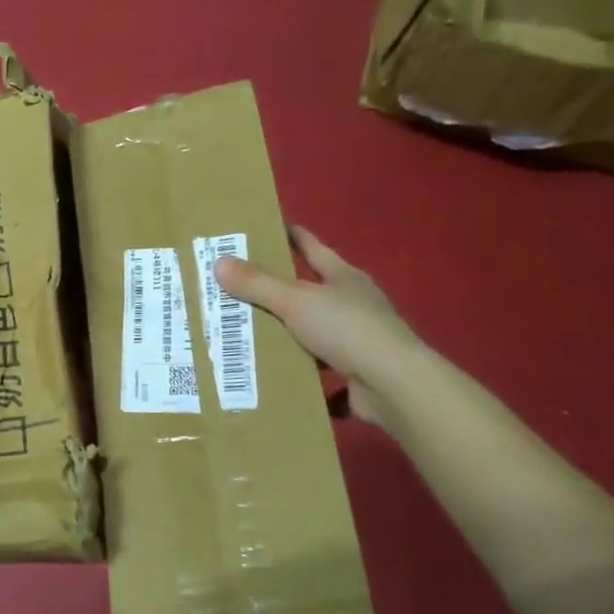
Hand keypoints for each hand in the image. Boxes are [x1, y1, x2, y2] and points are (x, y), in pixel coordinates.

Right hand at [215, 226, 425, 427]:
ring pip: (312, 330)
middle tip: (239, 286)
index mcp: (343, 277)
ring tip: (247, 333)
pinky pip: (318, 367)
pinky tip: (275, 373)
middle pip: (310, 289)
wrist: (394, 385)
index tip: (266, 228)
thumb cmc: (347, 329)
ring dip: (286, 332)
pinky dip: (299, 369)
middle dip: (279, 289)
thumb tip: (219, 262)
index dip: (291, 236)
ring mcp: (357, 339)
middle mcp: (353, 303)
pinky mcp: (355, 372)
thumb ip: (258, 284)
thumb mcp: (295, 301)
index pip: (312, 247)